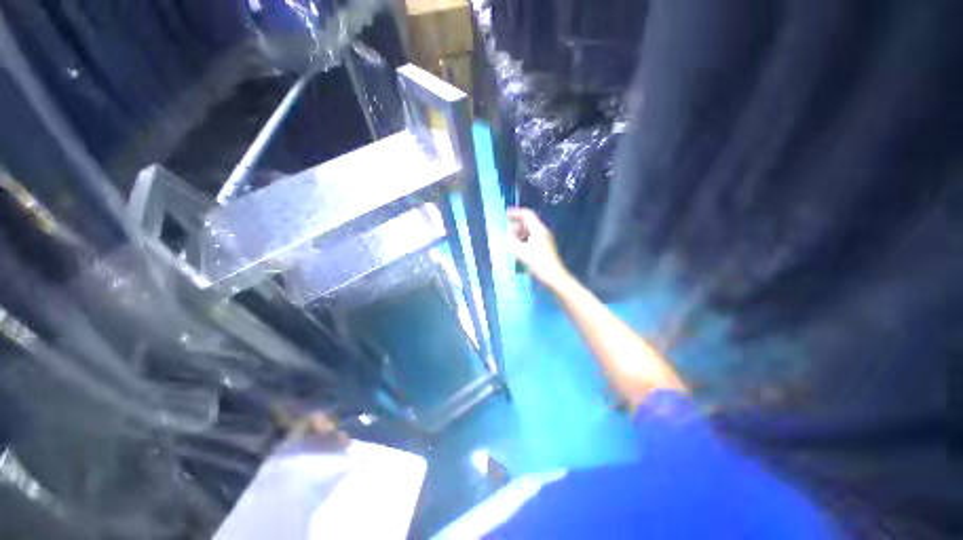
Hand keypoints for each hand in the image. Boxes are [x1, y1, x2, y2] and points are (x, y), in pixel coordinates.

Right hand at [507, 207, 570, 290]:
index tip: (505, 215)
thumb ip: (512, 239)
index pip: (526, 214)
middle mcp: (543, 232)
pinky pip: (532, 238)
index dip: (515, 213)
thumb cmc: (537, 262)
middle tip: (506, 230)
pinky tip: (519, 248)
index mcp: (538, 229)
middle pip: (529, 222)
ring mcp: (545, 239)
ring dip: (520, 232)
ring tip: (511, 240)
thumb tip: (508, 232)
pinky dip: (524, 239)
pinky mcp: (545, 247)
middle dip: (517, 224)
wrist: (554, 277)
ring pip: (530, 231)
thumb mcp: (520, 251)